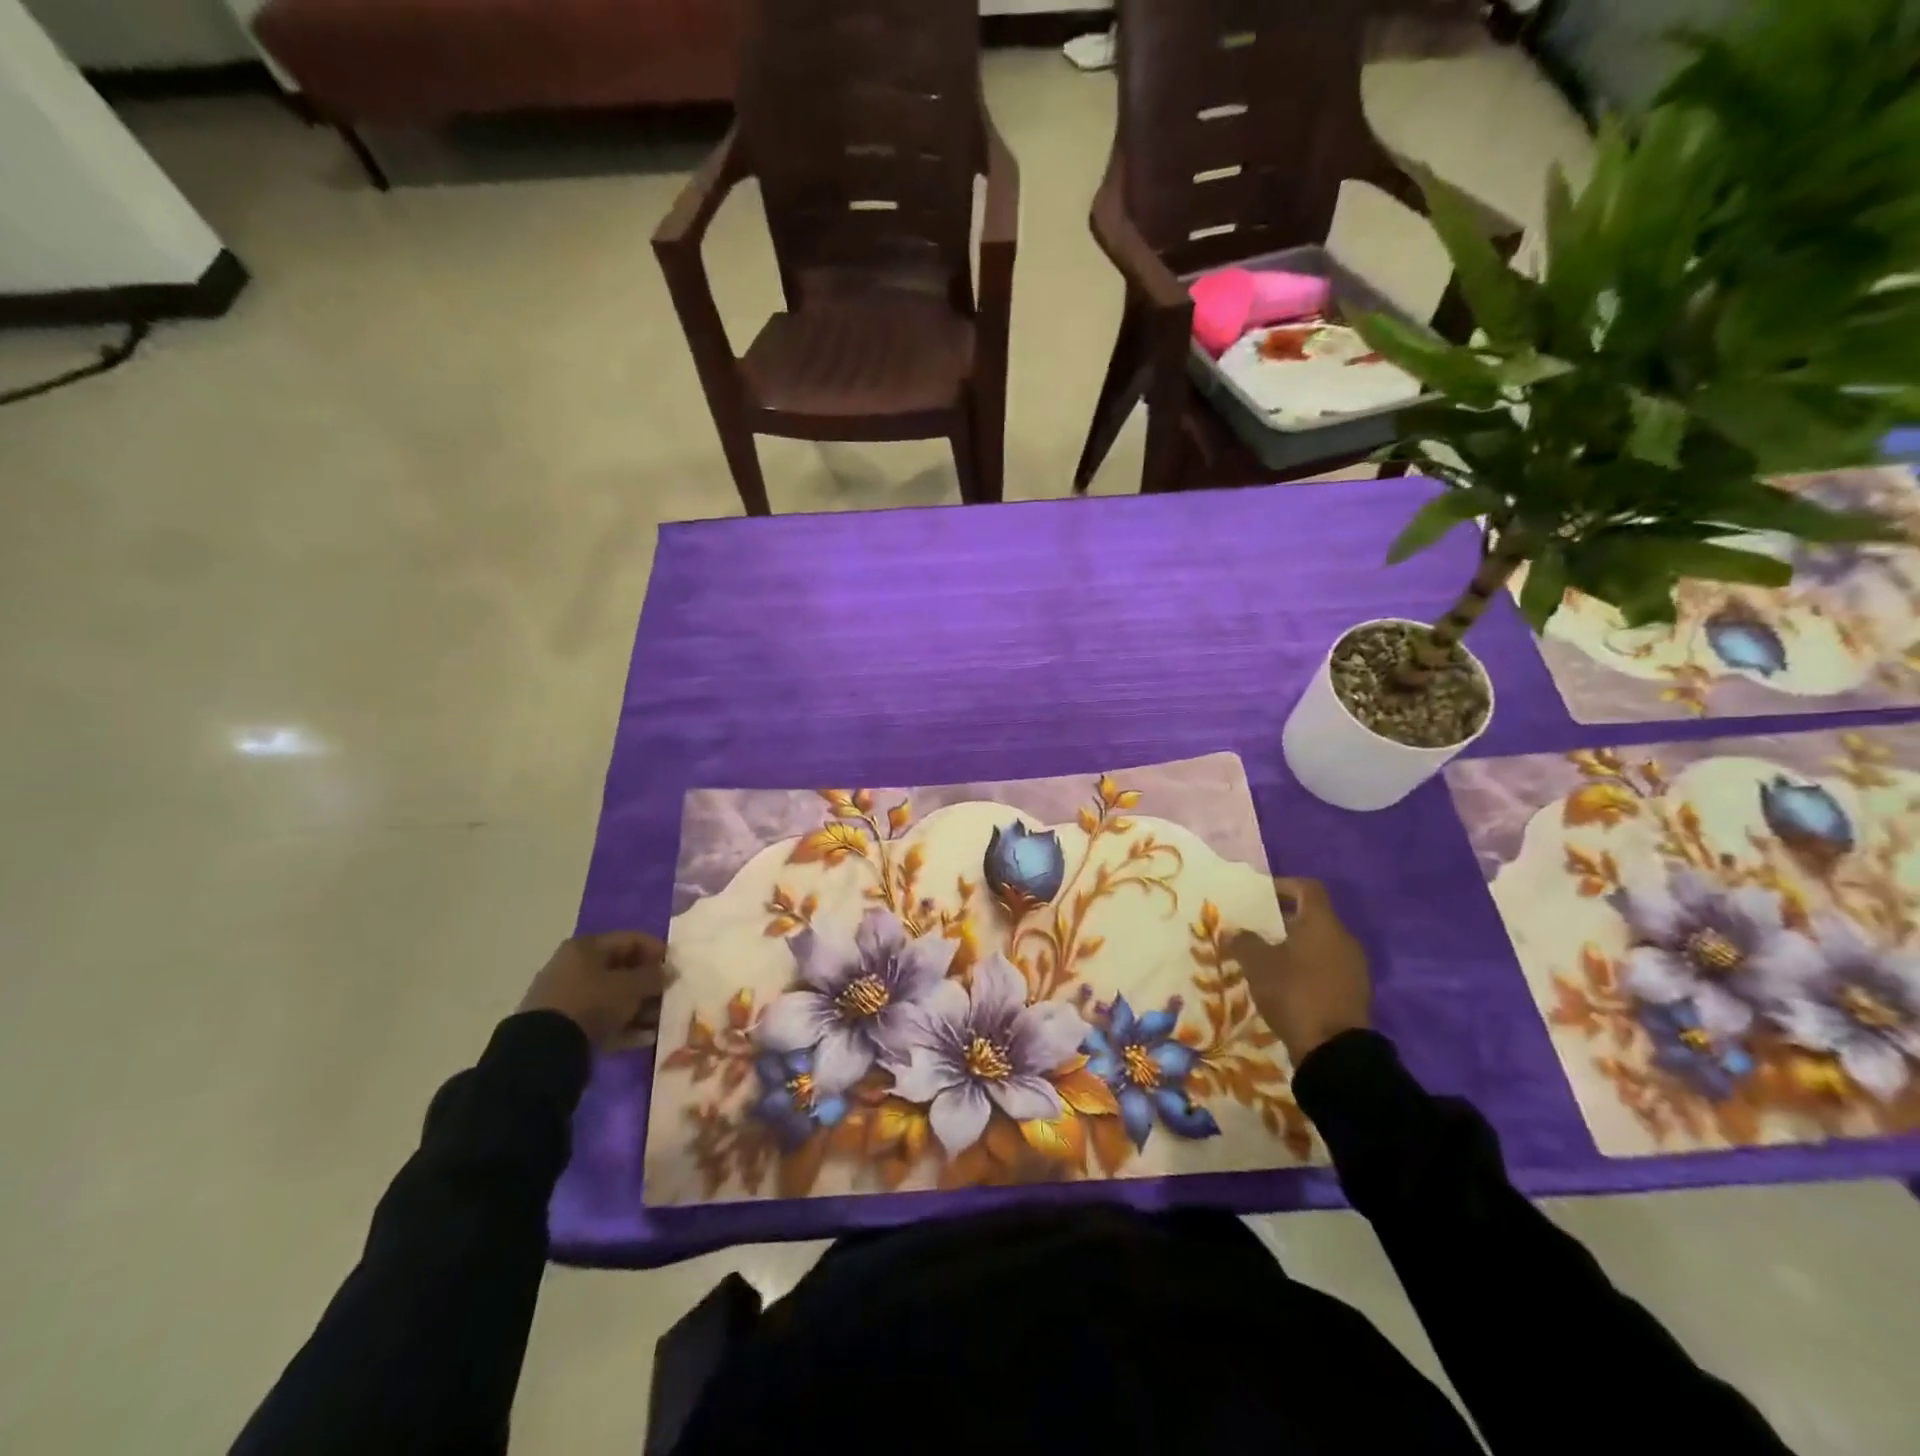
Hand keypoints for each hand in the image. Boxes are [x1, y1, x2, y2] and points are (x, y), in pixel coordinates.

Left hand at [518, 932, 669, 1049]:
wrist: (544, 1049)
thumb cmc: (592, 1003)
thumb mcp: (630, 987)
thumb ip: (654, 977)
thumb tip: (671, 971)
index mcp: (587, 947)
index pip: (632, 939)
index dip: (658, 951)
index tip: (677, 968)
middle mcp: (575, 966)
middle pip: (623, 969)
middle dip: (649, 985)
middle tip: (670, 997)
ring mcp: (568, 996)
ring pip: (614, 997)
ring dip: (640, 1008)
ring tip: (660, 1022)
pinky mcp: (565, 1024)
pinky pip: (602, 1019)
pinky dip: (623, 1025)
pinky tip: (644, 1038)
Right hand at [1225, 877, 1370, 1067]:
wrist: (1334, 1050)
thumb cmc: (1294, 993)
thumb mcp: (1258, 964)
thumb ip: (1244, 941)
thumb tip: (1234, 931)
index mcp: (1323, 923)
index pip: (1307, 888)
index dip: (1283, 885)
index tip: (1259, 896)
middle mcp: (1343, 938)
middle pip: (1313, 916)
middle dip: (1283, 919)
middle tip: (1255, 928)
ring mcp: (1353, 966)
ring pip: (1320, 943)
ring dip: (1294, 945)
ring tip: (1266, 957)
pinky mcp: (1354, 991)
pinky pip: (1326, 966)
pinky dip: (1306, 967)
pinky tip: (1284, 982)